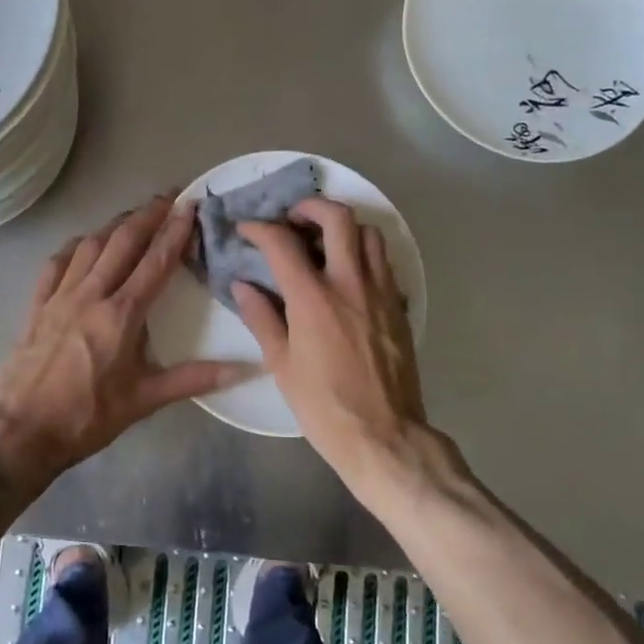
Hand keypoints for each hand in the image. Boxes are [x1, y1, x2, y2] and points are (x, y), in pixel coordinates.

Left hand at [0, 193, 252, 474]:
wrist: (23, 432)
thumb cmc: (88, 417)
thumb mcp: (145, 400)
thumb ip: (195, 379)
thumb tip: (245, 369)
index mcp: (121, 315)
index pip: (154, 262)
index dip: (174, 231)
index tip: (190, 205)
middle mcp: (90, 294)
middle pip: (122, 241)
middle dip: (147, 215)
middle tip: (168, 197)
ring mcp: (59, 296)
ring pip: (90, 245)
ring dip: (114, 225)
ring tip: (134, 215)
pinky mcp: (37, 305)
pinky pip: (56, 264)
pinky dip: (75, 247)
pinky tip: (83, 243)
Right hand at [231, 198, 427, 488]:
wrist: (385, 437)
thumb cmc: (324, 406)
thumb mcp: (281, 365)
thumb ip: (261, 318)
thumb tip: (243, 285)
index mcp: (313, 298)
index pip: (282, 242)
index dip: (260, 228)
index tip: (247, 228)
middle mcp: (350, 283)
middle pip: (337, 217)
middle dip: (310, 207)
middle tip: (293, 220)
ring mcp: (381, 292)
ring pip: (369, 233)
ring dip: (344, 227)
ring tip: (324, 243)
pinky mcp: (399, 306)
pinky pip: (385, 263)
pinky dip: (365, 254)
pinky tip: (350, 275)